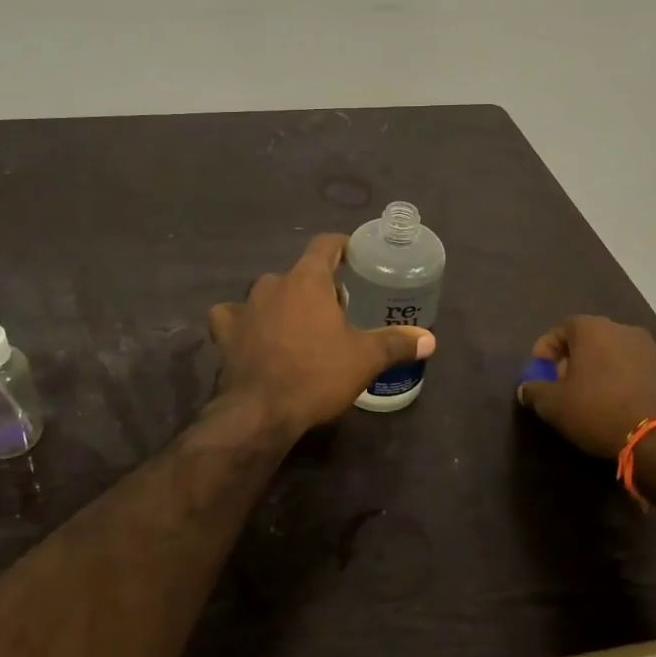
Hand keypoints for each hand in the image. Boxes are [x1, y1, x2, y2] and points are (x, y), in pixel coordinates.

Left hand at [209, 234, 435, 439]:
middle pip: (300, 272)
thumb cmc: (316, 374)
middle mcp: (273, 283)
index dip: (342, 245)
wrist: (260, 411)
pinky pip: (233, 316)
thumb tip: (430, 339)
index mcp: (307, 279)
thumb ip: (396, 343)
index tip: (354, 254)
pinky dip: (243, 321)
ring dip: (284, 303)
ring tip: (300, 326)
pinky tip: (252, 334)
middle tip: (338, 308)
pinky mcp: (225, 332)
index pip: (325, 244)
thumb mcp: (365, 359)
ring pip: (268, 293)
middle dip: (318, 285)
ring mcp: (245, 306)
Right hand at [516, 316, 655, 460]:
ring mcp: (652, 350)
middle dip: (574, 358)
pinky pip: (638, 370)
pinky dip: (625, 381)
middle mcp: (623, 330)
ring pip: (616, 353)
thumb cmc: (599, 411)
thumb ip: (534, 391)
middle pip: (590, 338)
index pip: (561, 328)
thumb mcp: (554, 405)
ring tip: (594, 397)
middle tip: (565, 384)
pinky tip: (621, 405)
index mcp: (593, 329)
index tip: (541, 371)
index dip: (547, 348)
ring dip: (602, 369)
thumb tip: (527, 388)